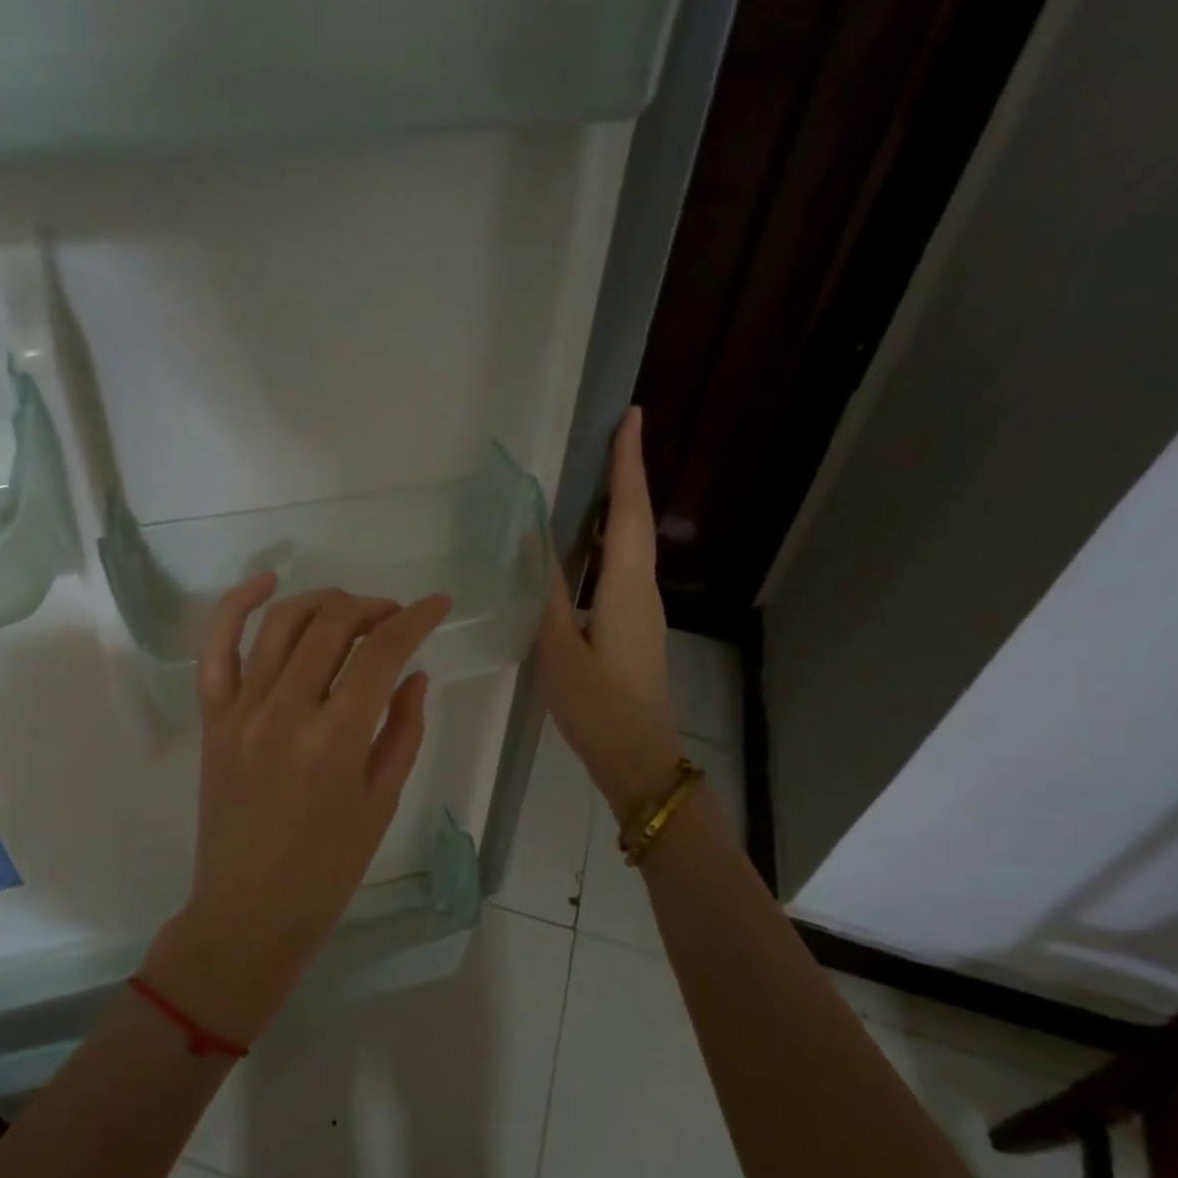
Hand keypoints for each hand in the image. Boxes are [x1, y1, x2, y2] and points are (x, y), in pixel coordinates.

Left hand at [143, 576, 452, 1045]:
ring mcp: (241, 710)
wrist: (250, 909)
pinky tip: (266, 582)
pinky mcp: (213, 718)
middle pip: (332, 625)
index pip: (382, 653)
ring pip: (281, 624)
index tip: (438, 605)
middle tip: (395, 618)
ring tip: (350, 610)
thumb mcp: (382, 801)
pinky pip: (216, 648)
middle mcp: (285, 711)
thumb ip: (403, 730)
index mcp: (336, 739)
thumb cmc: (328, 867)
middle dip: (373, 608)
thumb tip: (414, 674)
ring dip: (323, 601)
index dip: (417, 619)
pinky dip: (236, 606)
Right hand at [536, 407, 685, 822]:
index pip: (630, 513)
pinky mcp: (634, 629)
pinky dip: (609, 543)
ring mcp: (642, 612)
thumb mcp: (559, 652)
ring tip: (595, 478)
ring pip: (632, 546)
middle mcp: (642, 592)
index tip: (630, 417)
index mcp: (626, 590)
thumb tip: (535, 545)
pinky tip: (585, 546)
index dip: (628, 465)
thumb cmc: (598, 707)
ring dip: (619, 507)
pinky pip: (623, 570)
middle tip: (610, 437)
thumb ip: (546, 596)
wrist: (639, 760)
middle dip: (626, 476)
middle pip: (637, 522)